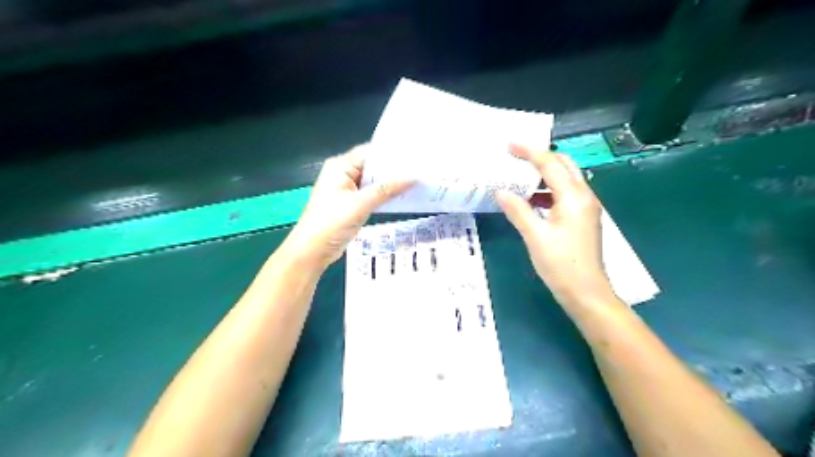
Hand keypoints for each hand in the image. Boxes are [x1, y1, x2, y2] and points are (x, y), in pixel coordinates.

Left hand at [283, 144, 410, 269]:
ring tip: (417, 180)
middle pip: (373, 167)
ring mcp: (347, 190)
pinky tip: (403, 195)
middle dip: (394, 169)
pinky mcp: (352, 204)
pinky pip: (372, 195)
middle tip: (420, 168)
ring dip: (391, 183)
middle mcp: (343, 174)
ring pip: (373, 182)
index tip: (414, 155)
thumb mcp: (361, 203)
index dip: (392, 153)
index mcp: (340, 166)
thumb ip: (387, 189)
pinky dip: (385, 195)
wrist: (313, 250)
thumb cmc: (332, 222)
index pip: (370, 152)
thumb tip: (414, 177)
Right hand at [494, 147, 615, 306]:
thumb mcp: (535, 236)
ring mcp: (585, 208)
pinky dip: (548, 190)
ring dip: (544, 173)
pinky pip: (565, 194)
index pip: (550, 164)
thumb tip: (500, 191)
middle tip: (516, 156)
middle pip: (564, 165)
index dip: (529, 152)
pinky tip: (531, 199)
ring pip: (565, 179)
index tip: (509, 144)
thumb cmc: (560, 264)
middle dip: (541, 156)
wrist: (586, 292)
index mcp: (573, 197)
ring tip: (520, 175)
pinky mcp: (582, 219)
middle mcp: (583, 196)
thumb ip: (517, 210)